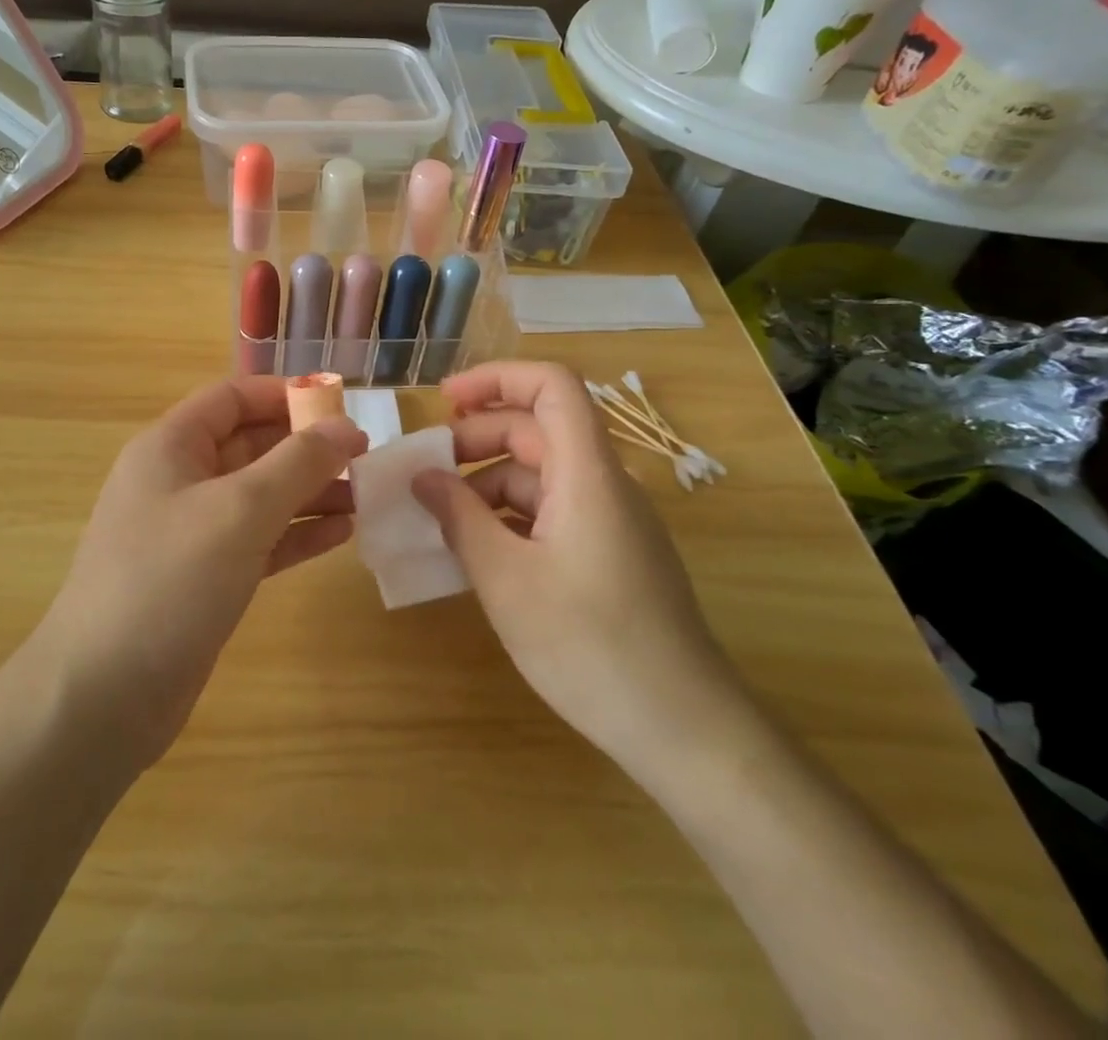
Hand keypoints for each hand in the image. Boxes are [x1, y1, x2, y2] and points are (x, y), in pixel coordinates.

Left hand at [37, 375, 367, 771]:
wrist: (104, 696)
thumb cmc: (169, 581)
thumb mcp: (240, 510)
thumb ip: (298, 463)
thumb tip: (346, 426)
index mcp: (171, 447)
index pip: (232, 398)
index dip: (285, 395)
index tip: (341, 407)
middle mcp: (178, 481)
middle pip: (250, 445)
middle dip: (305, 448)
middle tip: (365, 458)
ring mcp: (190, 533)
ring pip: (259, 496)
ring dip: (309, 492)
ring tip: (365, 496)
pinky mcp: (204, 579)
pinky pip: (258, 541)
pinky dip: (296, 534)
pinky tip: (340, 535)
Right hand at [413, 361, 747, 774]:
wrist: (685, 730)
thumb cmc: (590, 645)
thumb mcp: (505, 579)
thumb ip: (459, 518)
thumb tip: (423, 477)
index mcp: (588, 474)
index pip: (552, 386)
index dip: (496, 378)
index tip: (443, 402)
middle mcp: (604, 484)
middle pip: (539, 429)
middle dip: (476, 437)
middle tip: (425, 469)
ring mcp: (611, 521)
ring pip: (542, 474)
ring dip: (487, 482)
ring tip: (439, 516)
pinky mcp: (611, 554)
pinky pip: (553, 511)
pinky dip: (509, 515)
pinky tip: (477, 549)